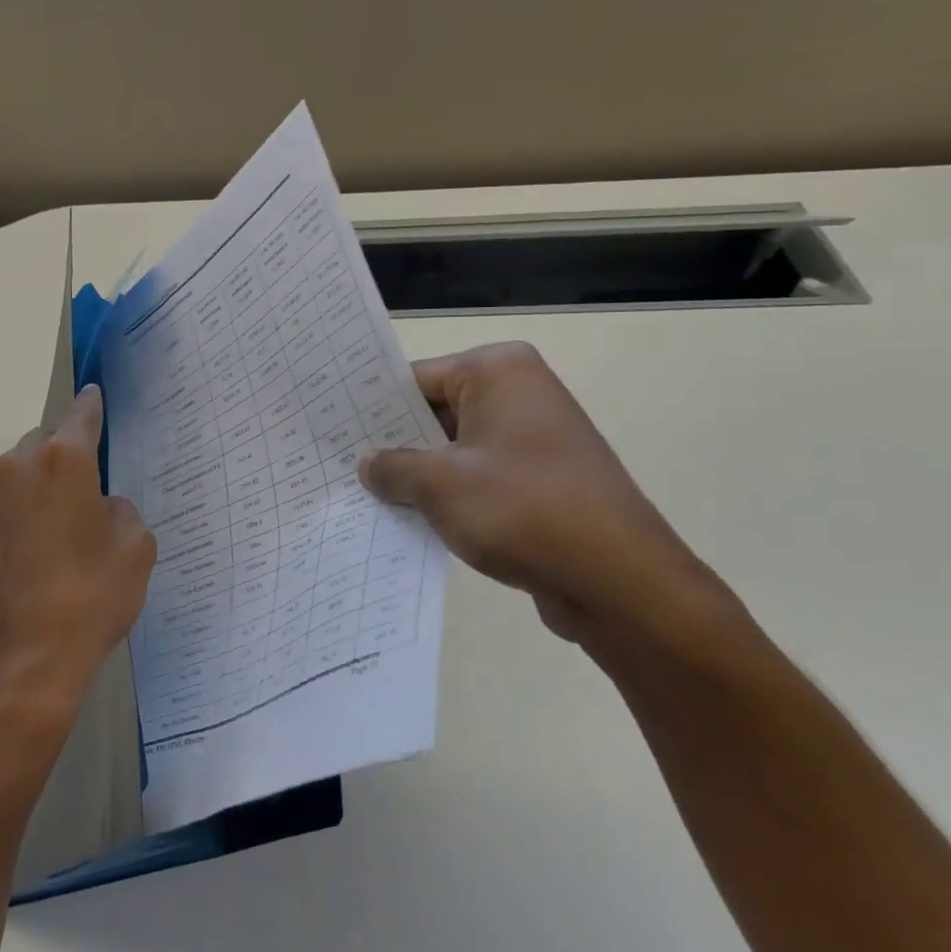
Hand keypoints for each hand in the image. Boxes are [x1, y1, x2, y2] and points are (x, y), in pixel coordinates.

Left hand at [0, 385, 156, 722]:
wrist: (22, 665)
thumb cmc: (90, 598)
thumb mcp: (136, 549)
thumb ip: (122, 512)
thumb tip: (101, 508)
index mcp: (63, 462)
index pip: (81, 415)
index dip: (92, 405)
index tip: (95, 395)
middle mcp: (18, 469)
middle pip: (45, 442)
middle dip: (65, 451)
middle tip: (88, 482)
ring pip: (19, 476)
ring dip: (40, 487)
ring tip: (61, 526)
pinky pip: (3, 510)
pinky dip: (20, 517)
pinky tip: (35, 555)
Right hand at [358, 343, 750, 661]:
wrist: (618, 580)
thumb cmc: (522, 508)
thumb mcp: (440, 484)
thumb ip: (393, 467)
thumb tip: (368, 463)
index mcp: (498, 371)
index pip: (416, 378)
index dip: (372, 407)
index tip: (331, 429)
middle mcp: (519, 393)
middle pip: (436, 411)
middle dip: (394, 444)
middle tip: (339, 465)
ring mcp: (533, 439)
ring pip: (455, 448)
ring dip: (419, 475)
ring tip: (364, 495)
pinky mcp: (540, 481)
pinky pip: (479, 477)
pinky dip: (449, 496)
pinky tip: (410, 520)